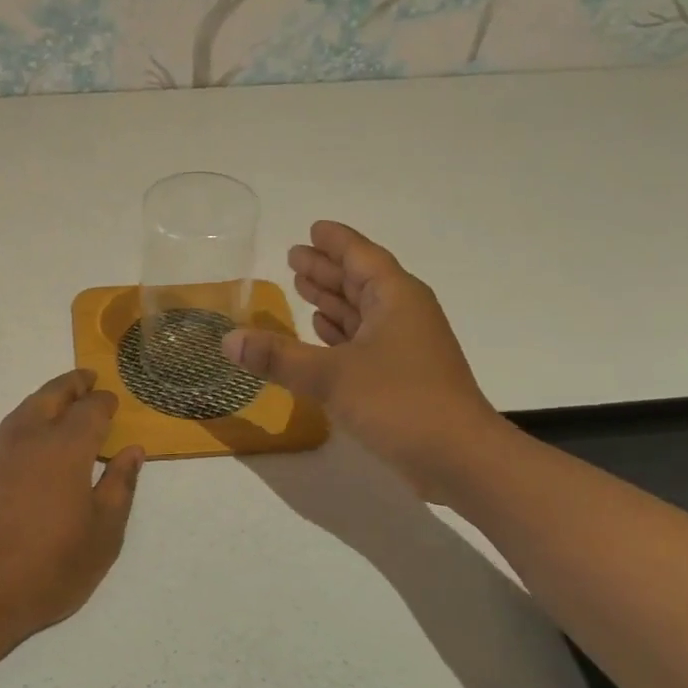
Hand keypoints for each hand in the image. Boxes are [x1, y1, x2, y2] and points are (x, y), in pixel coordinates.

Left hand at [0, 370, 144, 635]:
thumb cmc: (48, 568)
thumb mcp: (102, 534)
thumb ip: (120, 487)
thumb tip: (132, 451)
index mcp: (65, 448)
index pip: (90, 409)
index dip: (103, 402)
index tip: (112, 400)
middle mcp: (27, 439)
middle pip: (50, 396)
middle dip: (71, 384)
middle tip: (86, 377)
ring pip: (22, 411)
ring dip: (44, 400)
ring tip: (58, 402)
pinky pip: (4, 435)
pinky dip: (23, 424)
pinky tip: (27, 444)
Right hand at [221, 221, 512, 502]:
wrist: (459, 458)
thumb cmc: (399, 402)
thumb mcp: (331, 376)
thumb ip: (278, 356)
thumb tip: (228, 340)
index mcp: (395, 298)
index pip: (361, 256)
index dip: (336, 242)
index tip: (312, 228)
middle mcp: (403, 315)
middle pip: (361, 281)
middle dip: (328, 269)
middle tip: (293, 258)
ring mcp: (406, 347)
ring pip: (363, 312)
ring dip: (333, 301)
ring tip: (301, 288)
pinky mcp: (402, 377)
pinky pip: (365, 341)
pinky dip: (341, 334)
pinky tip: (321, 334)